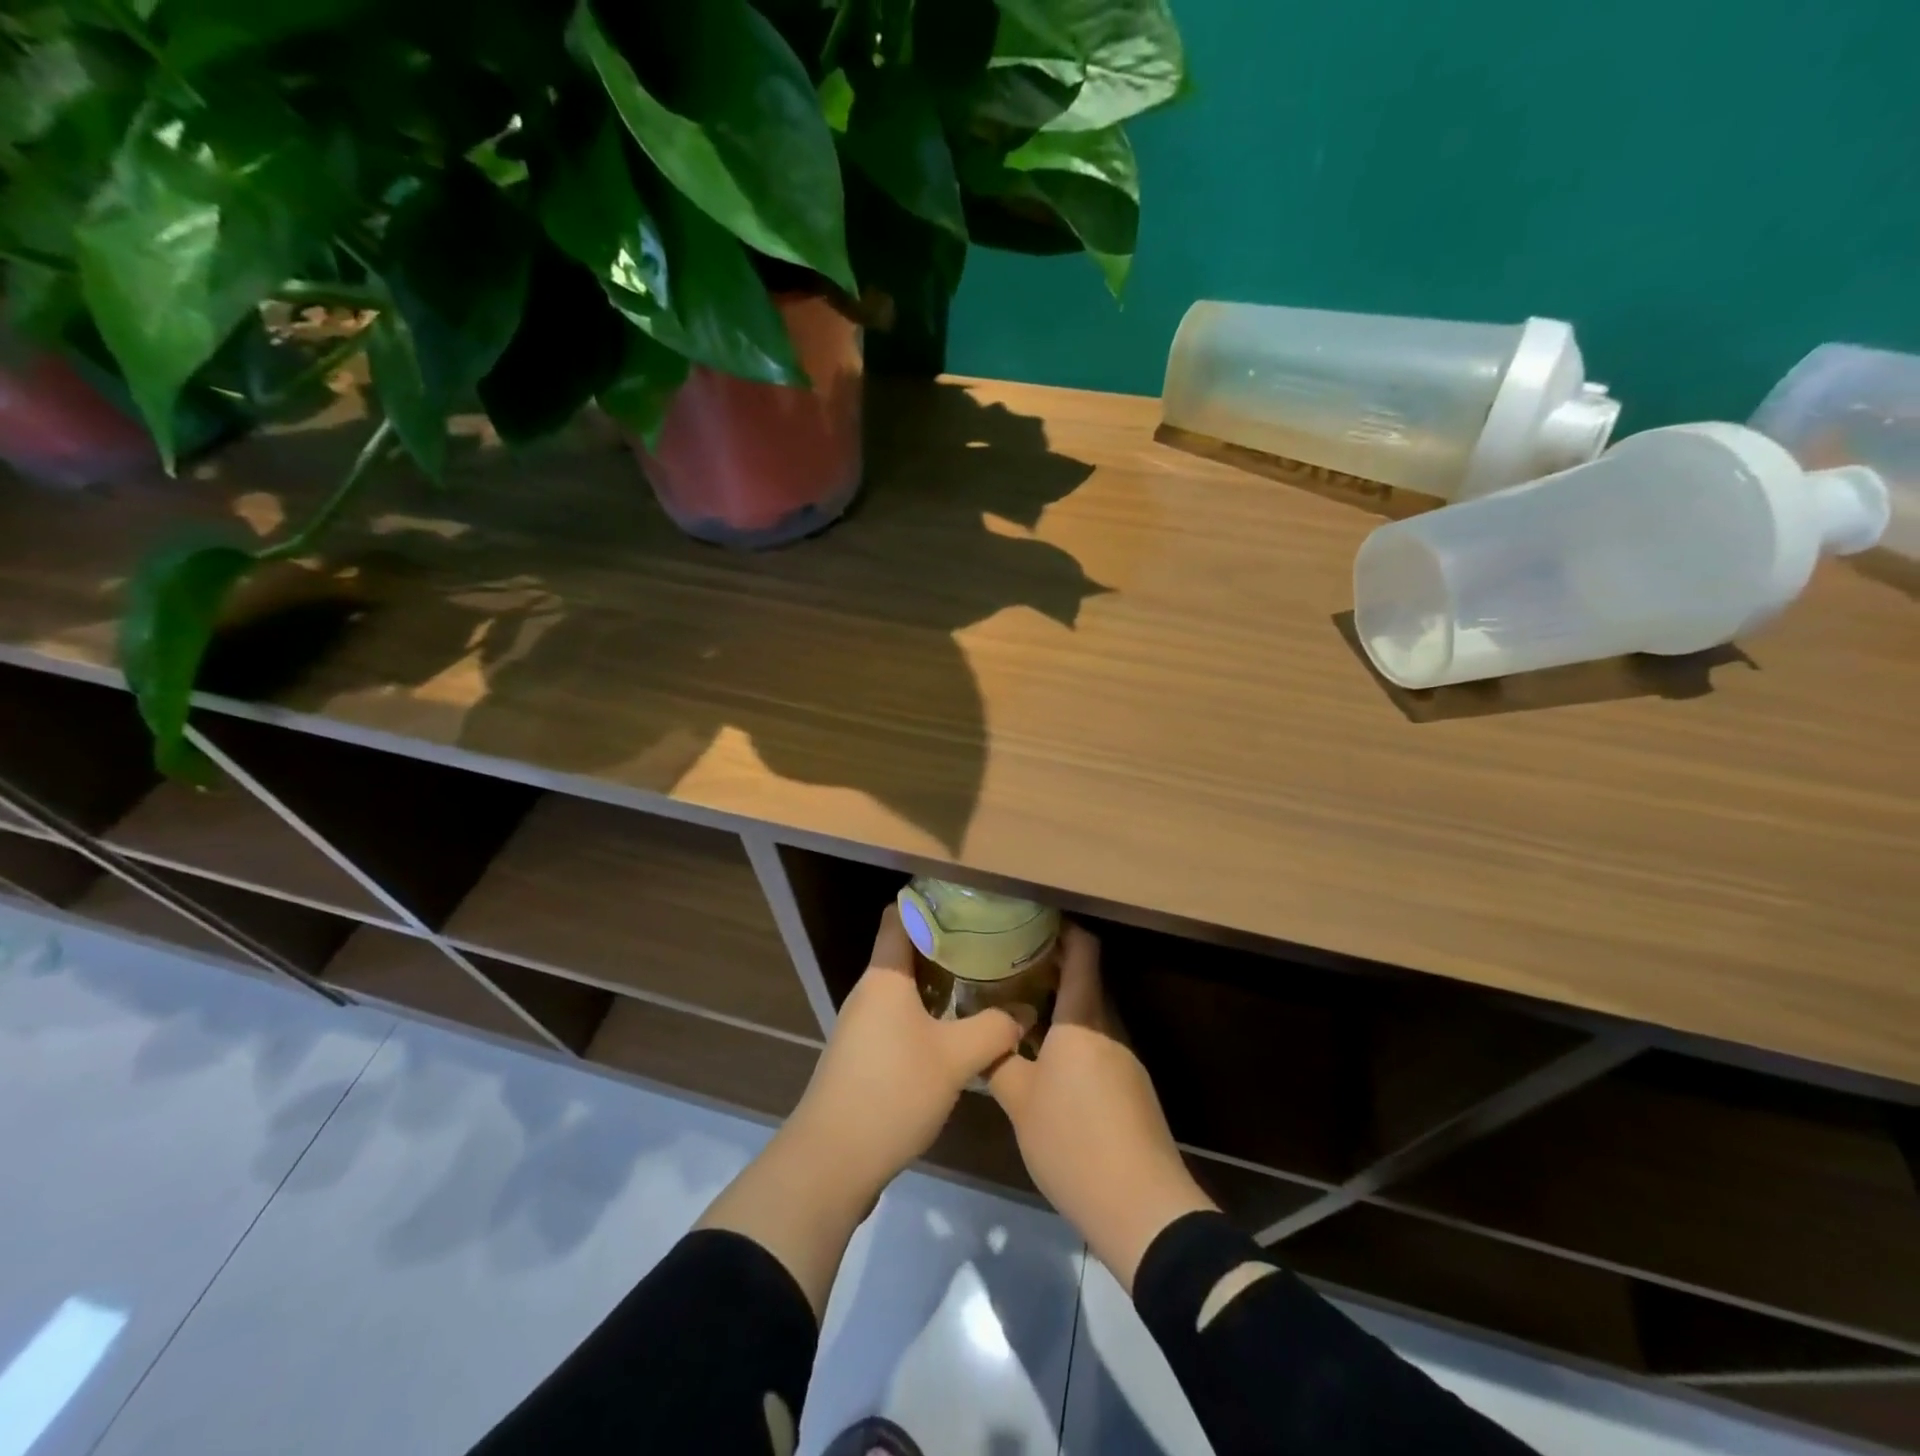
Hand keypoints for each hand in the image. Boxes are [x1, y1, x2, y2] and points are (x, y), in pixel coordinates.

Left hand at [786, 904, 1028, 1197]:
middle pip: (906, 950)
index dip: (931, 902)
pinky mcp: (863, 1054)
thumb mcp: (955, 1059)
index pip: (900, 916)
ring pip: (904, 986)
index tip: (970, 902)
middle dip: (947, 943)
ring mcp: (862, 1024)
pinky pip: (899, 1016)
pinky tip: (957, 1028)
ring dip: (939, 981)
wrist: (831, 1161)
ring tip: (983, 980)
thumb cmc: (892, 1092)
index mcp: (884, 976)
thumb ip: (994, 1029)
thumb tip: (1025, 1013)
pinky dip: (927, 1012)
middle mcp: (869, 991)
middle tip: (991, 942)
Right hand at [988, 925, 1216, 1290]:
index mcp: (1083, 1019)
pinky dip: (1074, 1035)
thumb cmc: (1073, 1142)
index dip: (1063, 928)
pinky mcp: (1132, 1087)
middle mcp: (1109, 1028)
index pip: (1083, 952)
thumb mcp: (1019, 1103)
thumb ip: (999, 1062)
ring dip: (1061, 1004)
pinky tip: (1048, 1057)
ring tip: (1021, 1007)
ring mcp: (1125, 1058)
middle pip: (1087, 980)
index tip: (1032, 919)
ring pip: (1091, 1014)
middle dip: (1052, 966)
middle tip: (1010, 964)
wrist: (1140, 1206)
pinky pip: (1099, 1043)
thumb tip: (983, 1036)